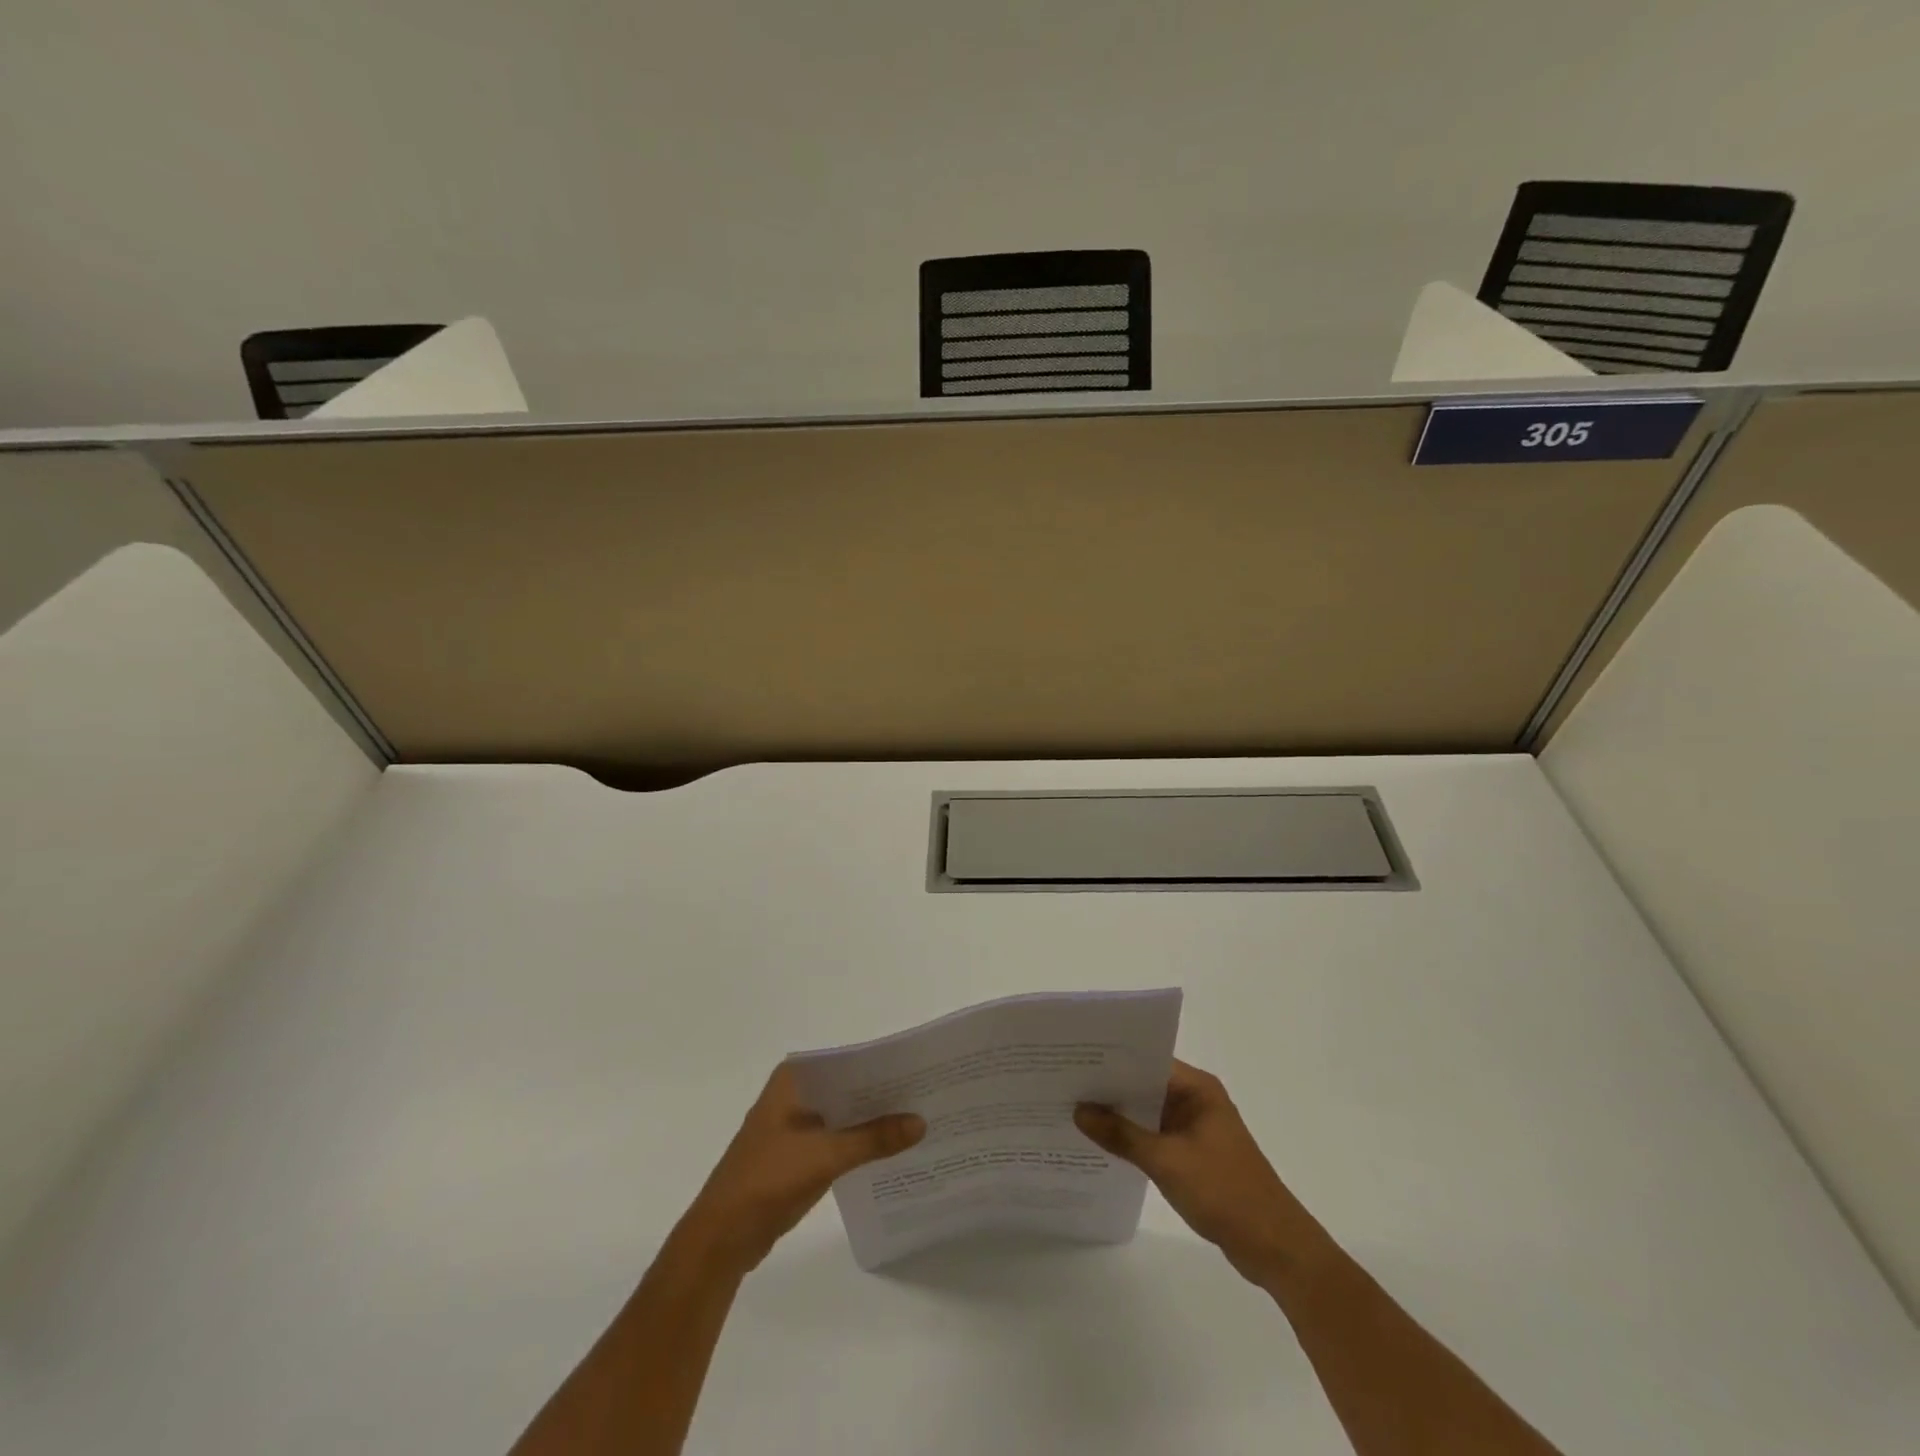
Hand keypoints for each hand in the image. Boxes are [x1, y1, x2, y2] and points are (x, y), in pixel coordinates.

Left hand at [678, 1065, 924, 1275]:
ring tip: (918, 1119)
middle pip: (847, 1086)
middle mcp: (794, 1093)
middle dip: (882, 1093)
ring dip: (872, 1120)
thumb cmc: (767, 1180)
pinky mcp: (797, 1153)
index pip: (847, 1060)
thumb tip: (921, 1122)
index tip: (919, 1068)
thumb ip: (874, 1139)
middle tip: (926, 1094)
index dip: (882, 1064)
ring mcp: (794, 1124)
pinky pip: (837, 1138)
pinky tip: (891, 1149)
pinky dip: (860, 1142)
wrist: (722, 1238)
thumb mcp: (825, 1155)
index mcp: (793, 1079)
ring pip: (843, 1113)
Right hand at [1076, 1059, 1329, 1284]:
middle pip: (1146, 1084)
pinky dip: (1133, 1138)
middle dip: (1110, 1087)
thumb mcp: (1166, 1161)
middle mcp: (1197, 1100)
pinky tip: (1103, 1144)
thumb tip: (1079, 1110)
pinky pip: (1156, 1135)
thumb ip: (1121, 1135)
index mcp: (1197, 1089)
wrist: (1274, 1247)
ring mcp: (1196, 1128)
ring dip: (1120, 1115)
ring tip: (1074, 1110)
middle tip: (1066, 1083)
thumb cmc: (1224, 1192)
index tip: (1075, 1059)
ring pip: (1149, 1111)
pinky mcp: (1194, 1154)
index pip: (1148, 1059)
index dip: (1113, 1059)